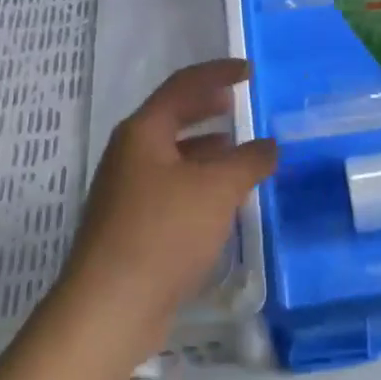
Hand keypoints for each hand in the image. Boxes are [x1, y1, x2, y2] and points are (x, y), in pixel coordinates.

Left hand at [59, 60, 277, 362]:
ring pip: (172, 156)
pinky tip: (220, 202)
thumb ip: (249, 161)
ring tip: (237, 152)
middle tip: (236, 102)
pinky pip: (171, 188)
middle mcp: (129, 155)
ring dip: (205, 149)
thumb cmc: (164, 232)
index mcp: (143, 133)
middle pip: (172, 118)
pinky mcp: (132, 227)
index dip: (217, 73)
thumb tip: (269, 145)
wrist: (110, 307)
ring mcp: (126, 192)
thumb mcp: (217, 190)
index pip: (183, 86)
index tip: (249, 72)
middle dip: (206, 108)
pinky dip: (198, 183)